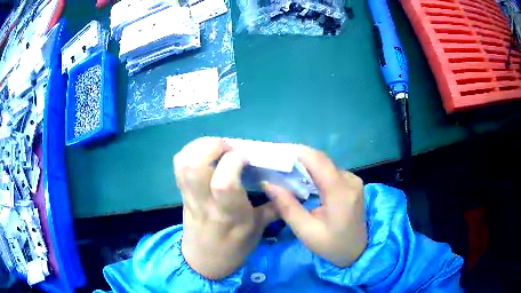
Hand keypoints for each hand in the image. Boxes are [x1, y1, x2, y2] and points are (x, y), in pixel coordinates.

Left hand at [175, 137, 277, 279]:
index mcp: (230, 214)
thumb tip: (289, 186)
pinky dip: (190, 152)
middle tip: (228, 148)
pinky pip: (179, 166)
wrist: (204, 261)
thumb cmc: (234, 248)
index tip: (245, 157)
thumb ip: (274, 206)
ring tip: (217, 148)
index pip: (224, 183)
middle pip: (195, 165)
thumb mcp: (258, 230)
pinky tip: (205, 155)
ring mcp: (190, 196)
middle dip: (213, 146)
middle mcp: (206, 203)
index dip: (234, 161)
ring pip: (184, 163)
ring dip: (200, 146)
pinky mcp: (182, 193)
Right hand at [262, 146, 366, 267]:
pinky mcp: (352, 183)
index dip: (295, 152)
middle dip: (296, 158)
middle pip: (321, 159)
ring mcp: (353, 180)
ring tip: (283, 169)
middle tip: (274, 162)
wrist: (357, 251)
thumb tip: (268, 183)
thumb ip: (287, 206)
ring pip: (324, 164)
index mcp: (340, 192)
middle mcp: (350, 179)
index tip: (274, 152)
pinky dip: (313, 172)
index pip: (317, 160)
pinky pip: (330, 171)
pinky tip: (301, 179)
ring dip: (304, 164)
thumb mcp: (306, 231)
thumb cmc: (331, 245)